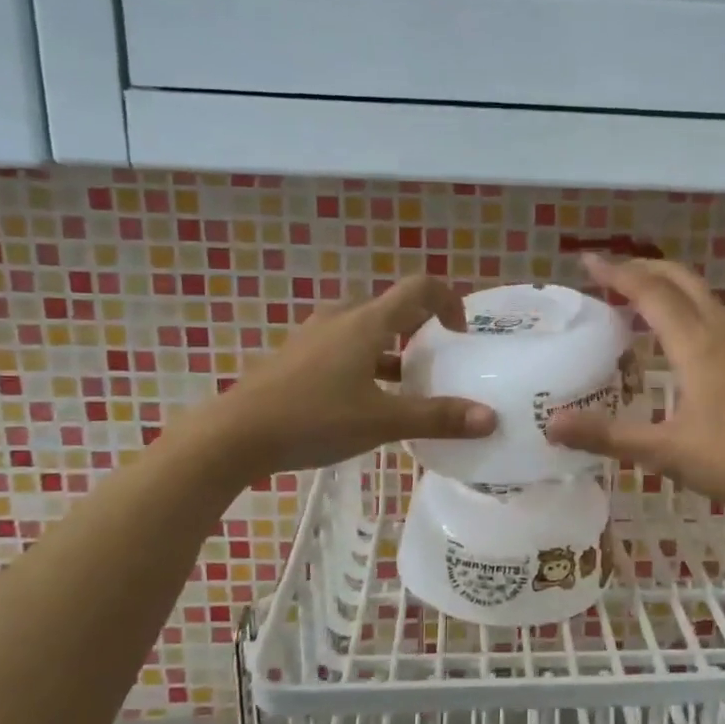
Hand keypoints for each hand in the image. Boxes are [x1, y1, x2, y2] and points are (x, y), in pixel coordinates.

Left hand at [209, 275, 495, 475]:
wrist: (234, 435)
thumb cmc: (314, 419)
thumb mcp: (382, 421)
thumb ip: (438, 418)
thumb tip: (490, 419)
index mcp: (366, 322)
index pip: (419, 288)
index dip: (448, 301)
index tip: (459, 334)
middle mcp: (340, 318)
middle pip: (391, 307)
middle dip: (419, 327)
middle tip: (434, 359)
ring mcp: (313, 336)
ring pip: (364, 329)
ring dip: (390, 347)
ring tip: (404, 384)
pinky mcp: (295, 357)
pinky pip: (341, 346)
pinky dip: (364, 361)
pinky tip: (363, 400)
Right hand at [545, 256, 724, 516]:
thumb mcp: (666, 452)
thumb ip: (608, 437)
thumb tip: (551, 425)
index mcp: (696, 344)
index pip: (650, 292)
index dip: (616, 273)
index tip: (585, 260)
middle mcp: (719, 333)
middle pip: (680, 280)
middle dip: (642, 268)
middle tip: (607, 273)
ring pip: (700, 295)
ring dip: (665, 285)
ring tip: (635, 297)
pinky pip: (710, 315)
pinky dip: (683, 306)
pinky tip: (675, 337)